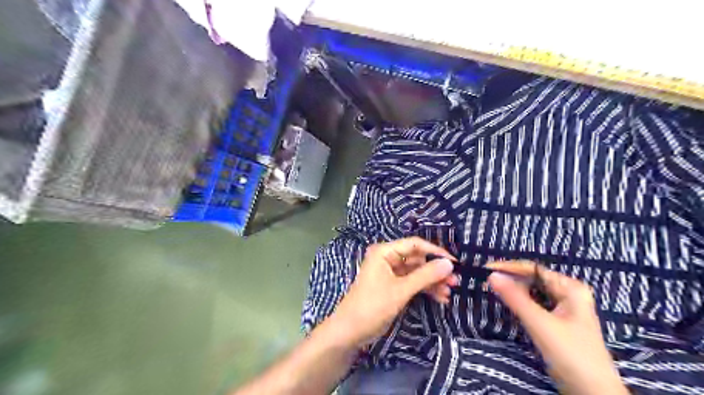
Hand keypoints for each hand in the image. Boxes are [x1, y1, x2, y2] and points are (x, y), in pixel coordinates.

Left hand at [330, 236, 456, 346]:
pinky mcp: (392, 287)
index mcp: (385, 252)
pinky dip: (425, 289)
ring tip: (449, 293)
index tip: (454, 263)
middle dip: (435, 271)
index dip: (435, 252)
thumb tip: (449, 263)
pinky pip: (412, 283)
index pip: (415, 244)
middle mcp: (388, 259)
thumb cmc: (373, 305)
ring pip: (417, 272)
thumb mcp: (401, 290)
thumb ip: (426, 276)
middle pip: (417, 259)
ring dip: (432, 282)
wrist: (350, 331)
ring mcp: (390, 273)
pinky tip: (439, 298)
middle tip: (454, 282)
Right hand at [488, 263, 629, 394]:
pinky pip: (535, 303)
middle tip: (487, 281)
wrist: (593, 394)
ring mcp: (564, 307)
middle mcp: (569, 293)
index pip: (533, 269)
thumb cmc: (571, 354)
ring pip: (533, 291)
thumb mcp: (540, 324)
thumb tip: (491, 275)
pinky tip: (509, 303)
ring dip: (514, 290)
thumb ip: (515, 298)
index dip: (509, 267)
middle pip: (533, 279)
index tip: (485, 268)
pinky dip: (521, 301)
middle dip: (511, 278)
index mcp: (570, 288)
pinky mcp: (558, 321)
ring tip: (493, 289)